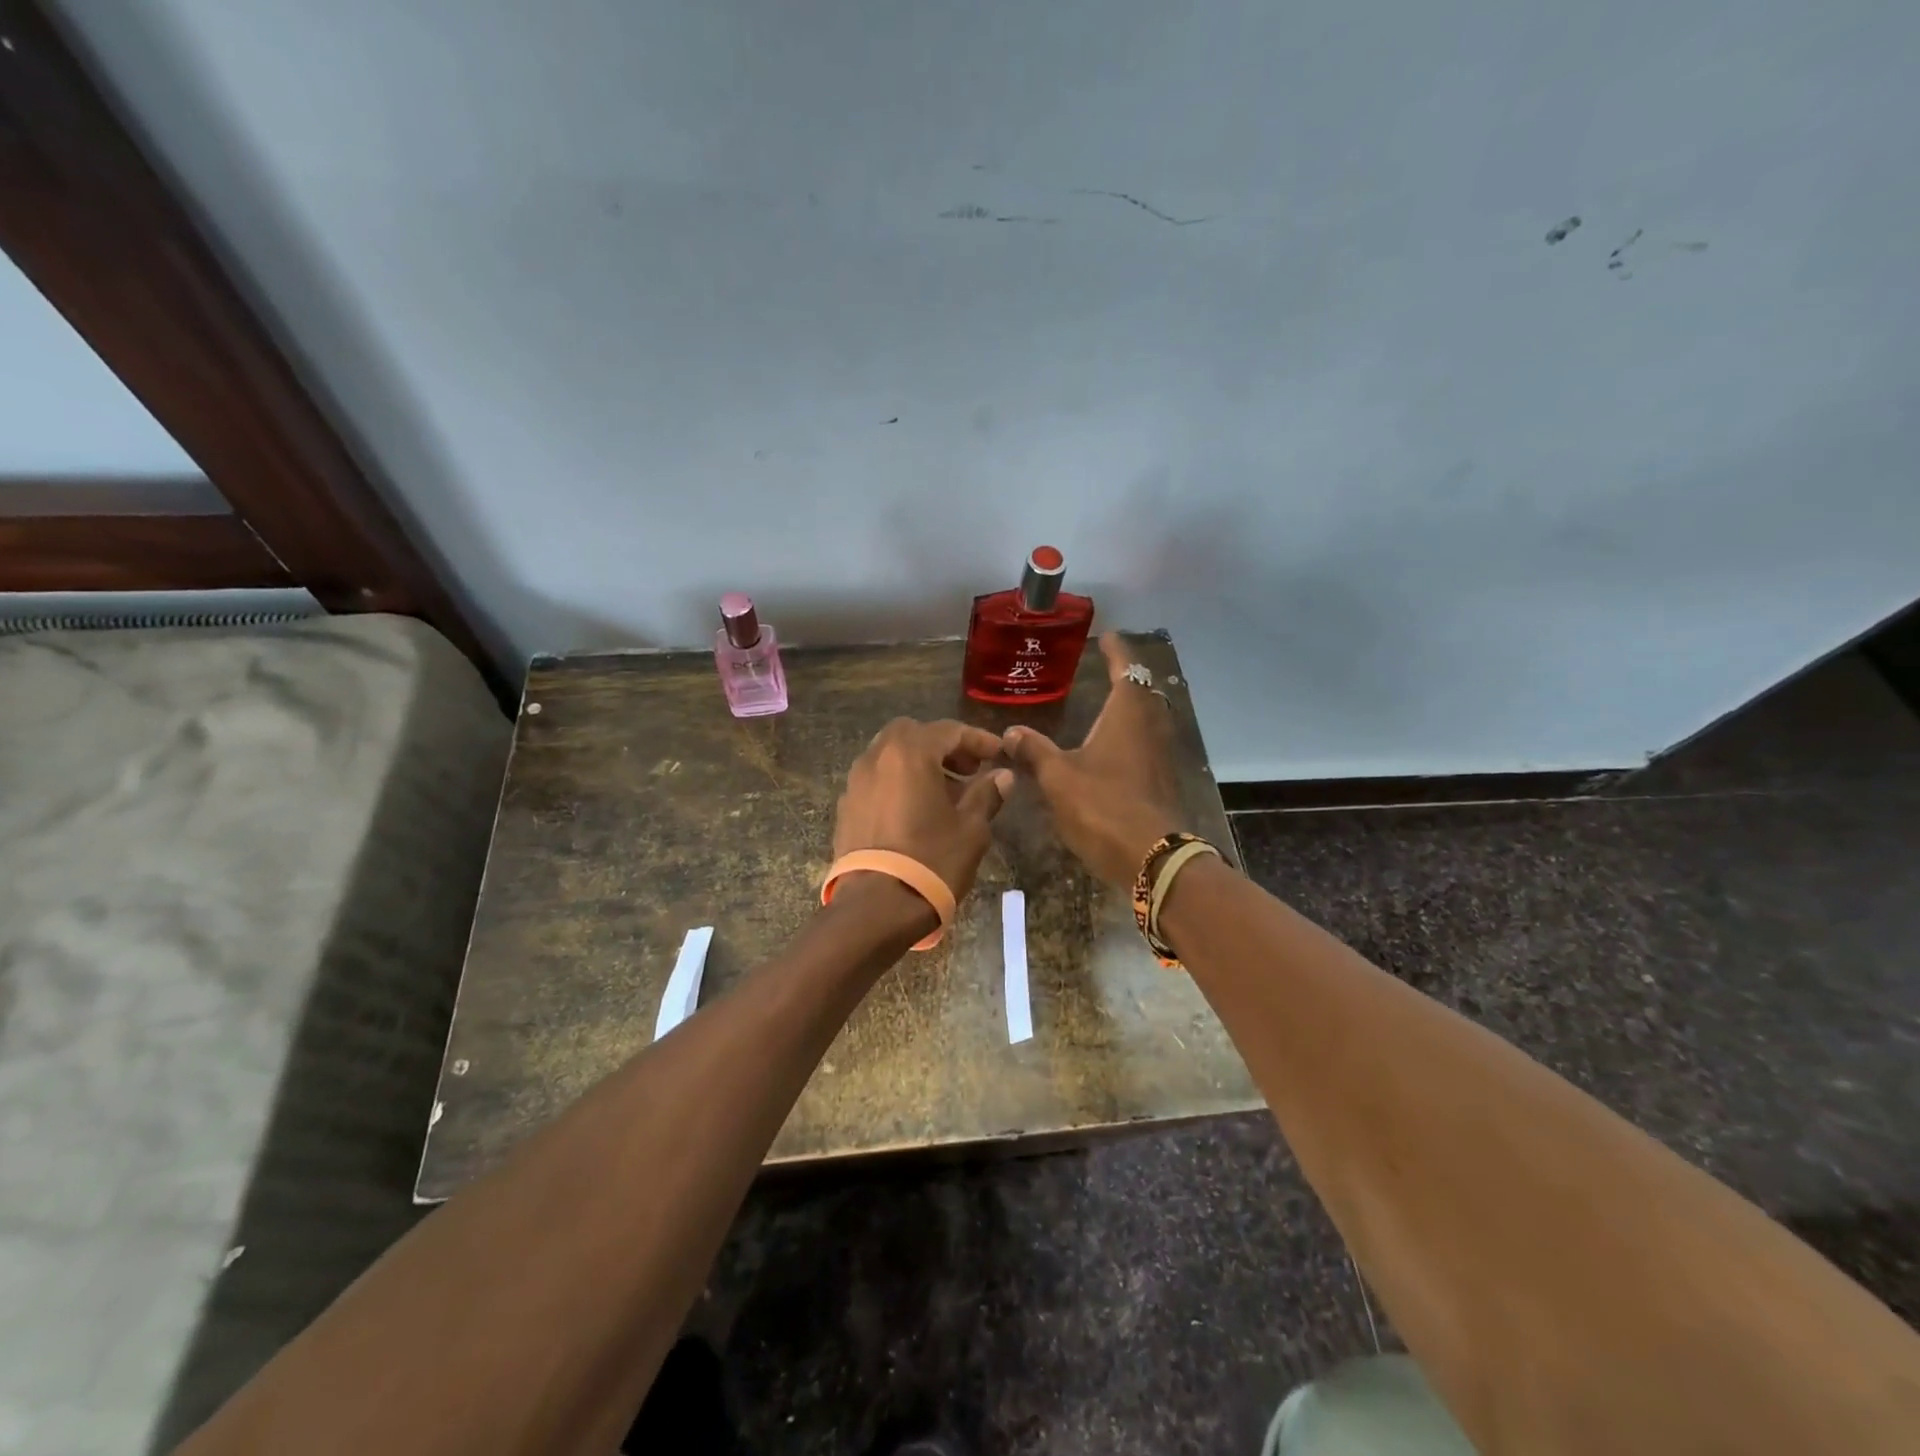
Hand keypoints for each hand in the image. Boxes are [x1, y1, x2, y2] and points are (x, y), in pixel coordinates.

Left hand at [833, 718, 1014, 904]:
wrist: (875, 908)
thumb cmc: (931, 861)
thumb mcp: (971, 829)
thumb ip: (986, 794)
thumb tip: (1002, 776)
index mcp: (909, 753)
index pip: (948, 730)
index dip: (977, 740)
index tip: (998, 753)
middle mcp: (877, 758)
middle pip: (912, 734)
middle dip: (942, 745)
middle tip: (968, 769)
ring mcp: (856, 782)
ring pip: (890, 755)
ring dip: (919, 763)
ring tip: (945, 792)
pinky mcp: (846, 807)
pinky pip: (877, 780)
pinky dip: (898, 782)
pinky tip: (916, 810)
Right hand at [1004, 633, 1188, 886]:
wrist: (1151, 857)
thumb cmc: (1103, 806)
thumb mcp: (1058, 777)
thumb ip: (1035, 751)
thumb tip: (1011, 732)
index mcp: (1127, 715)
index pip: (1126, 669)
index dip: (1116, 652)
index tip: (1107, 637)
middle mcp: (1149, 728)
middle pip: (1143, 693)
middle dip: (1126, 678)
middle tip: (1106, 670)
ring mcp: (1160, 756)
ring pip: (1147, 720)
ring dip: (1130, 708)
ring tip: (1106, 706)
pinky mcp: (1161, 781)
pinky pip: (1147, 744)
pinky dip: (1131, 736)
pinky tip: (1112, 750)